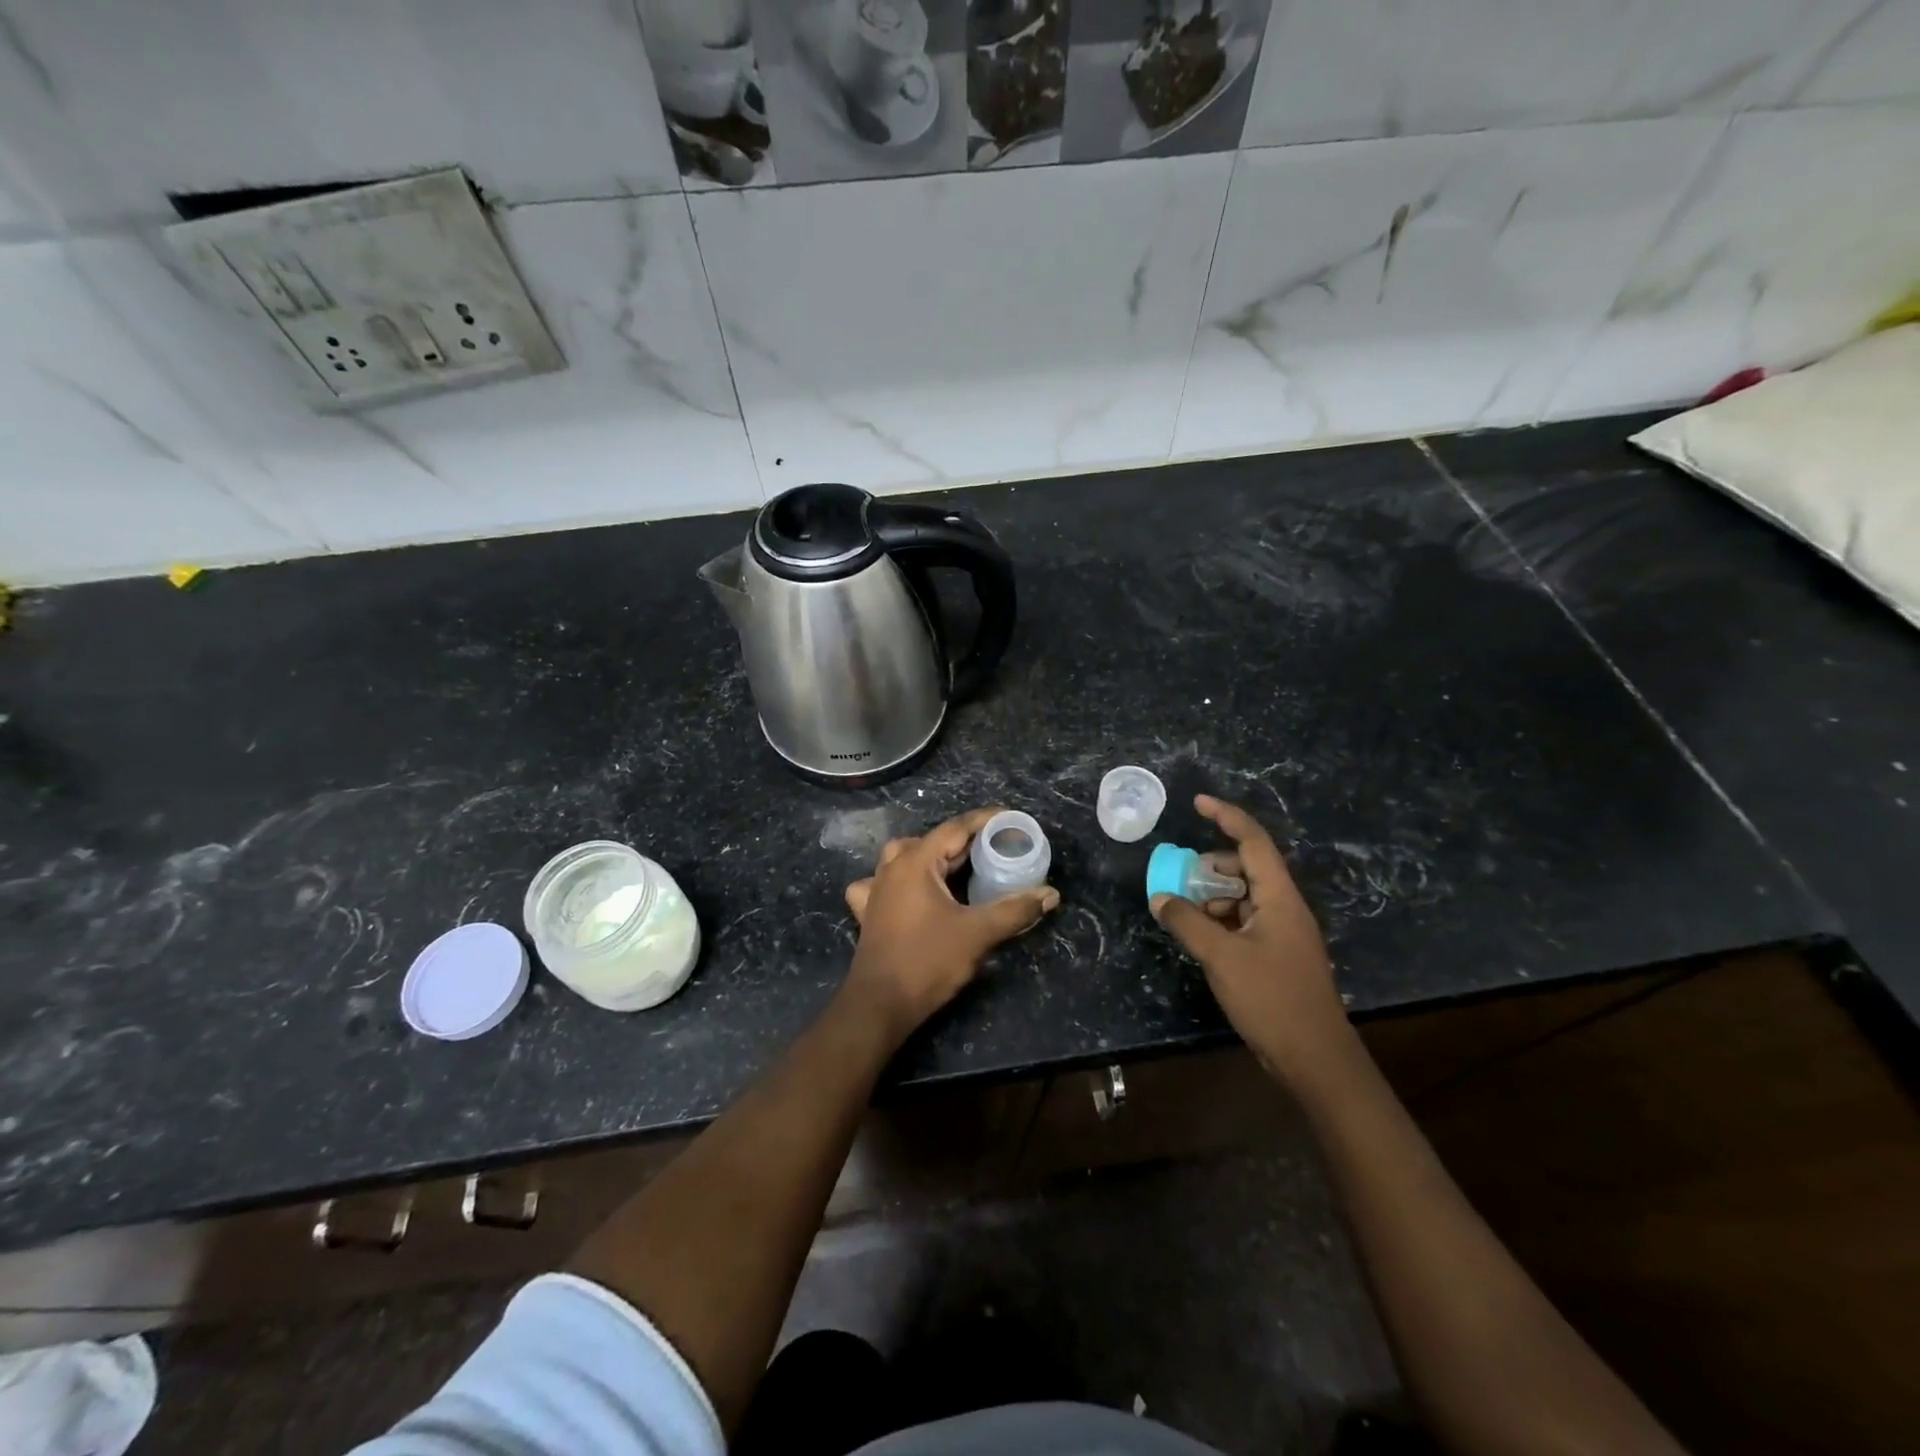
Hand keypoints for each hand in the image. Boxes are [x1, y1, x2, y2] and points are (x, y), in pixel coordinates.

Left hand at [843, 807, 1060, 1038]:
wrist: (879, 1005)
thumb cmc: (927, 962)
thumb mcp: (977, 934)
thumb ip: (1015, 910)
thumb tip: (1050, 894)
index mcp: (916, 862)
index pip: (955, 828)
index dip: (985, 821)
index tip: (1011, 820)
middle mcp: (892, 868)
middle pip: (932, 841)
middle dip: (965, 841)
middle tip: (996, 849)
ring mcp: (876, 890)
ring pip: (904, 857)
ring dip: (932, 857)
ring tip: (957, 867)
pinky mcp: (869, 913)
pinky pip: (883, 884)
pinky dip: (900, 882)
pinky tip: (909, 894)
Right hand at [1150, 795, 1346, 1080]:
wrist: (1316, 1059)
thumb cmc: (1272, 999)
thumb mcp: (1221, 957)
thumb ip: (1187, 922)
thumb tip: (1160, 898)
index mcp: (1279, 898)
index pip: (1253, 842)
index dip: (1226, 817)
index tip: (1198, 803)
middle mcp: (1284, 908)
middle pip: (1246, 869)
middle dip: (1210, 868)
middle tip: (1179, 880)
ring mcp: (1282, 933)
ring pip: (1243, 898)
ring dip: (1212, 899)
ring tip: (1184, 913)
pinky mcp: (1276, 956)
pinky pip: (1243, 923)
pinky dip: (1220, 922)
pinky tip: (1200, 939)